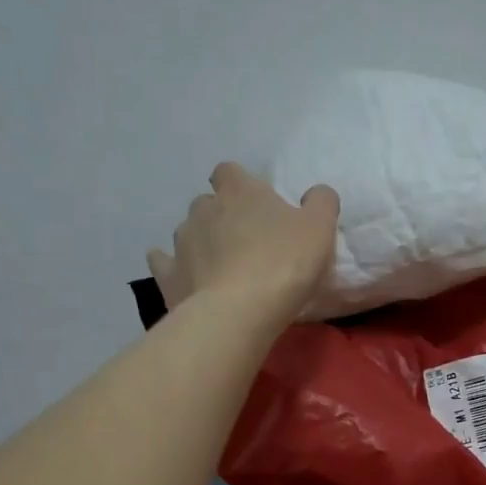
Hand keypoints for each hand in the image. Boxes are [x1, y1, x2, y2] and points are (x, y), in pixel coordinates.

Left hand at [148, 163, 338, 323]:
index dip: (241, 184)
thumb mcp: (320, 228)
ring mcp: (181, 241)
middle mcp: (203, 208)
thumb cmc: (284, 263)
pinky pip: (164, 263)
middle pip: (208, 203)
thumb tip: (316, 193)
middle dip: (222, 216)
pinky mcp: (168, 275)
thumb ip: (321, 203)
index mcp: (240, 191)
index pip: (230, 172)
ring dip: (203, 243)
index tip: (256, 204)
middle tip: (246, 241)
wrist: (239, 312)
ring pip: (188, 232)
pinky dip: (175, 267)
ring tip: (223, 267)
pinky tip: (188, 278)